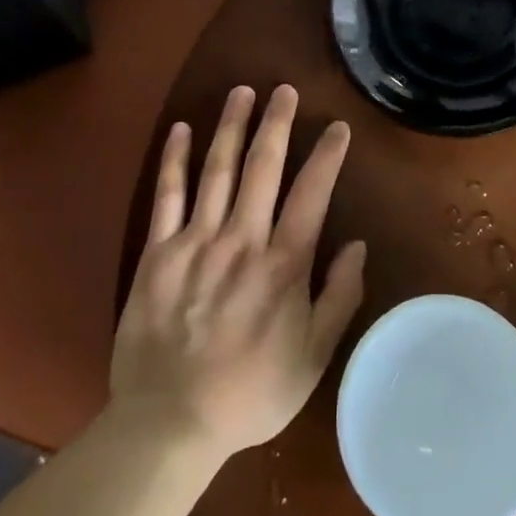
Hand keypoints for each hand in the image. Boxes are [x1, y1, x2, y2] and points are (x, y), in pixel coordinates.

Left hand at [110, 84, 366, 459]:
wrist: (170, 424)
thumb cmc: (250, 392)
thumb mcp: (313, 357)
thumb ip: (339, 298)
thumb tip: (357, 245)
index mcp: (283, 265)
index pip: (312, 195)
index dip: (327, 157)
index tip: (338, 128)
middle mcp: (241, 241)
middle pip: (262, 168)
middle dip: (277, 124)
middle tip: (286, 90)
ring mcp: (196, 242)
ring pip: (217, 171)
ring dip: (231, 127)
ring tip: (241, 92)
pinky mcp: (157, 253)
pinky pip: (166, 196)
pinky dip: (175, 160)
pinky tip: (182, 129)